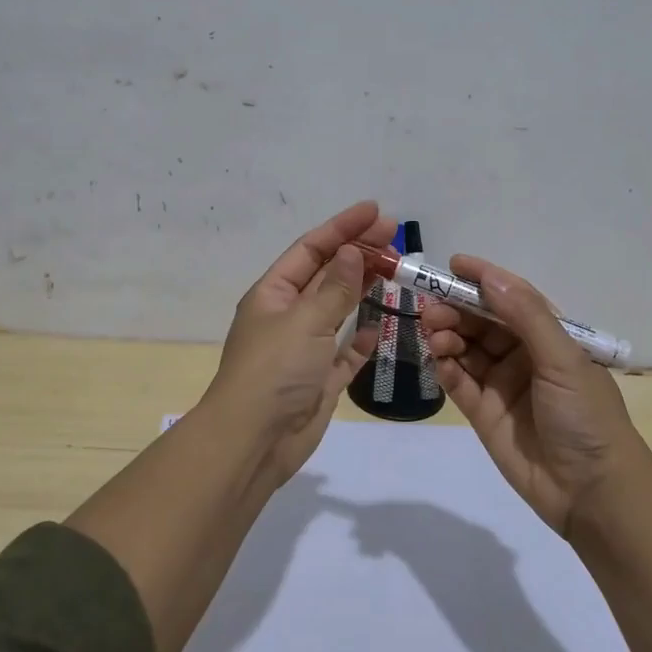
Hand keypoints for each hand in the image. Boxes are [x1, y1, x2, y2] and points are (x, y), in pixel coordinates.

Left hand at [202, 199, 394, 487]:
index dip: (343, 227)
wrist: (255, 441)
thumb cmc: (274, 370)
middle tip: (396, 237)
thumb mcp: (305, 320)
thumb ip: (335, 288)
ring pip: (338, 310)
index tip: (376, 211)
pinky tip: (380, 327)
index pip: (311, 249)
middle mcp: (288, 316)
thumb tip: (352, 251)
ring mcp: (304, 349)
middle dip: (358, 253)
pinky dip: (362, 339)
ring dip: (364, 289)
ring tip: (396, 270)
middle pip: (327, 275)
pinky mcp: (320, 379)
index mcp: (274, 294)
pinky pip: (345, 352)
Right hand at [420, 255, 646, 535]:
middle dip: (456, 309)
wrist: (593, 493)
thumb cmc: (587, 417)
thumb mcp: (563, 360)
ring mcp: (501, 384)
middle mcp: (523, 355)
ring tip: (435, 335)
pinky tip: (439, 362)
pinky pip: (458, 382)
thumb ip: (525, 316)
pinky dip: (445, 368)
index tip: (452, 264)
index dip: (483, 279)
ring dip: (447, 335)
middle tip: (431, 308)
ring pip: (465, 348)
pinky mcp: (483, 413)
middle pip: (481, 321)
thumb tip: (490, 276)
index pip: (512, 297)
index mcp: (549, 337)